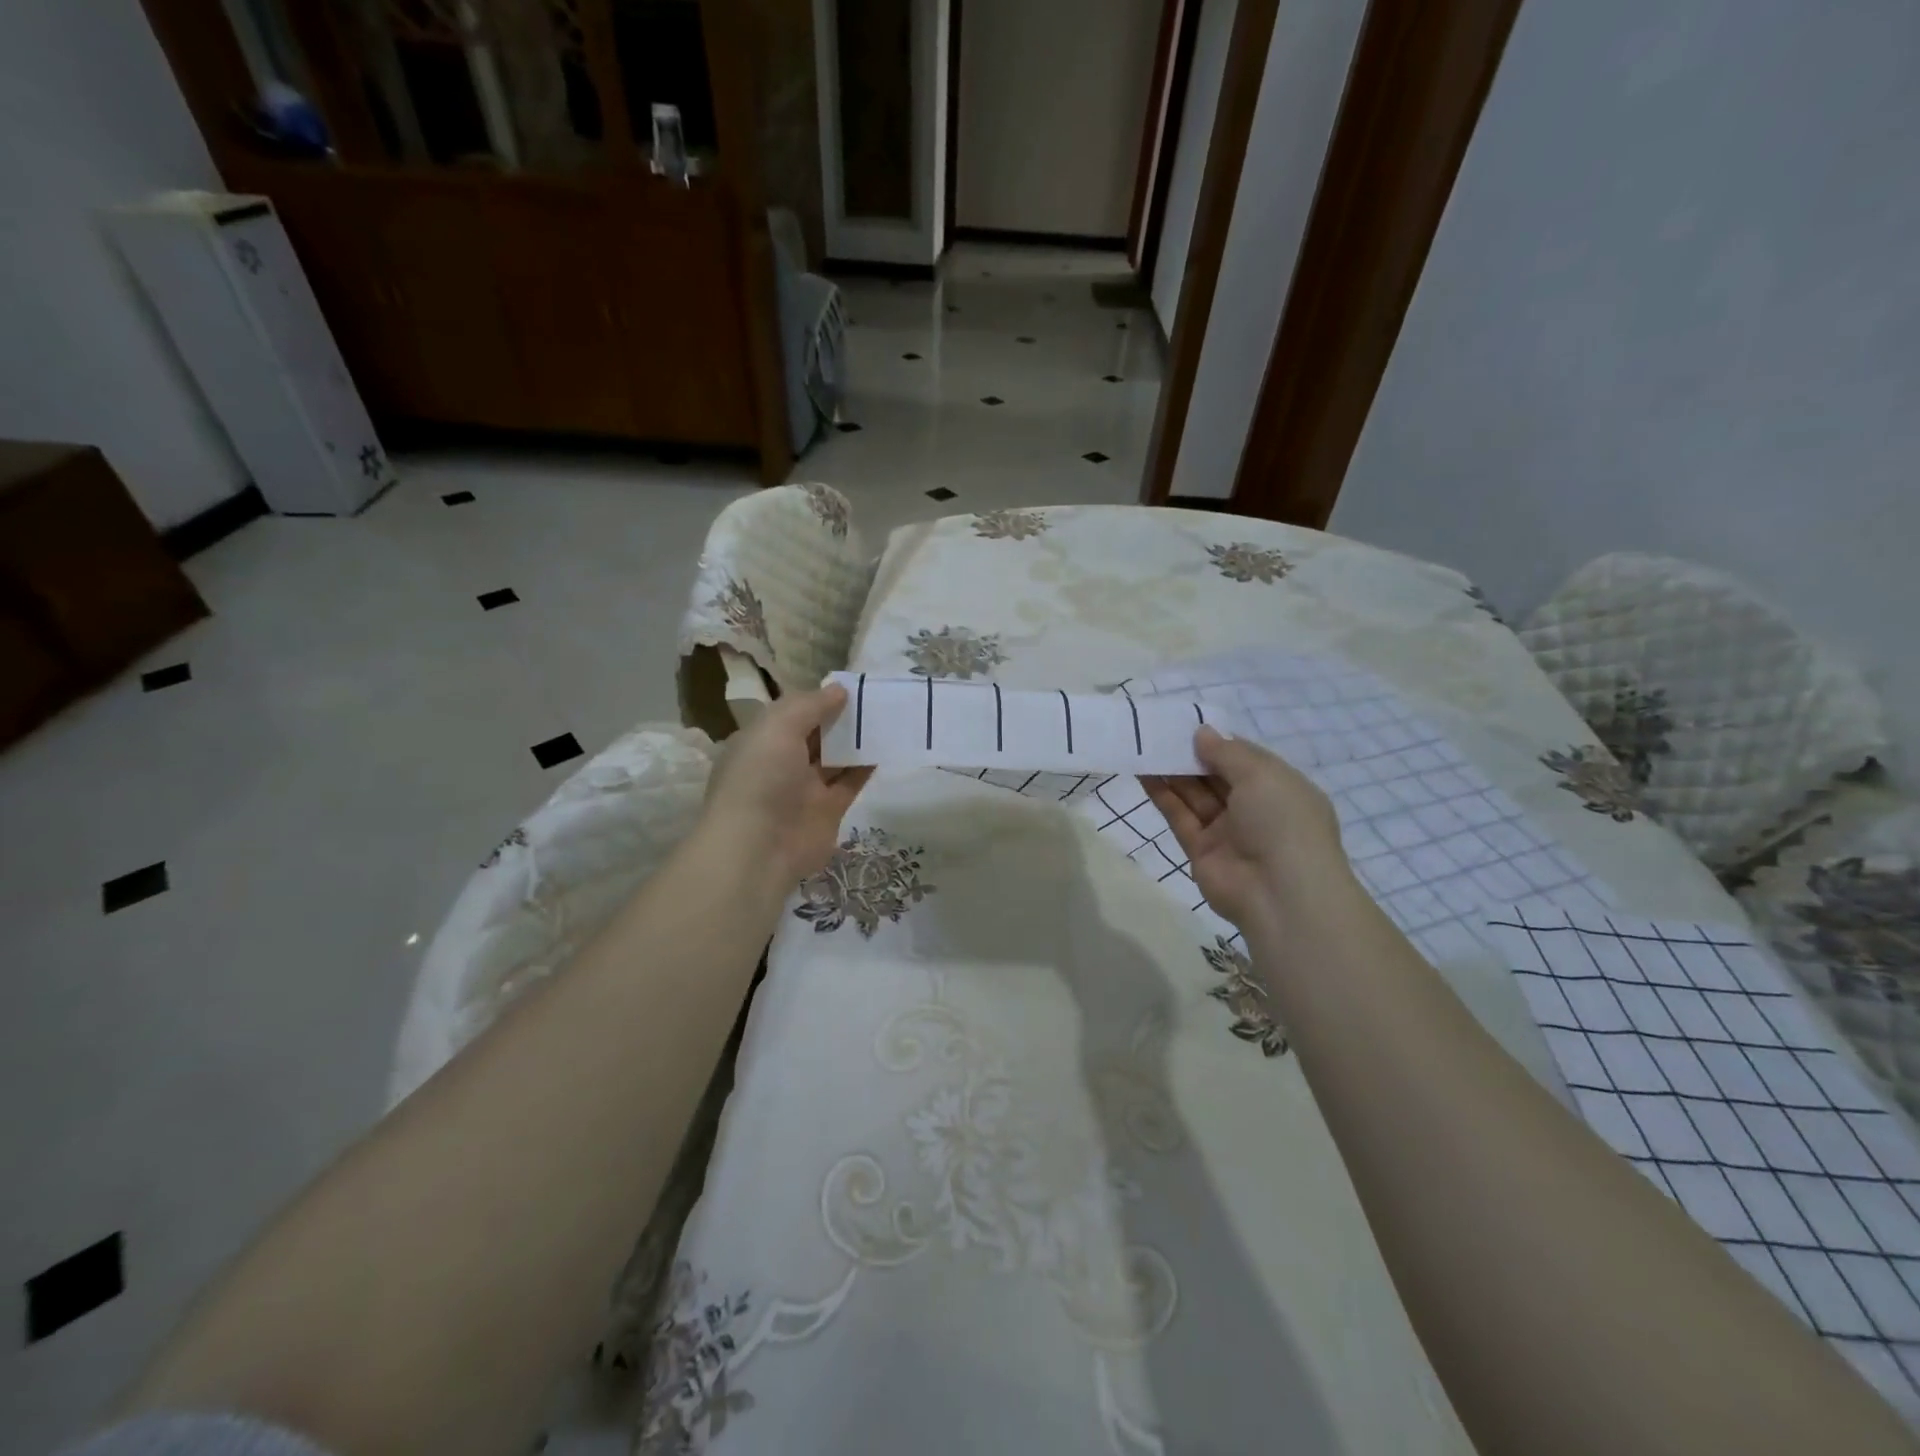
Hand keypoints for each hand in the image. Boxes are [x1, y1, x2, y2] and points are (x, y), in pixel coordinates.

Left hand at [701, 685, 873, 885]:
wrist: (759, 849)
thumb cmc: (761, 778)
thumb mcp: (778, 727)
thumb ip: (810, 705)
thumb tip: (839, 690)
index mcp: (760, 741)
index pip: (791, 713)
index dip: (817, 699)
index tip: (850, 686)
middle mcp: (780, 763)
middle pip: (815, 735)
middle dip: (840, 718)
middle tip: (876, 698)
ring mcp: (804, 789)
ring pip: (835, 758)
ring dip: (856, 740)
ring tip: (887, 718)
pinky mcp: (829, 811)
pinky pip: (850, 782)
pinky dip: (866, 766)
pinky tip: (886, 747)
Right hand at [1142, 726, 1348, 937]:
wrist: (1279, 893)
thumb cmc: (1281, 821)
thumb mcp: (1261, 774)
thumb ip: (1226, 752)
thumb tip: (1201, 733)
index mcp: (1280, 788)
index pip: (1246, 759)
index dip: (1219, 742)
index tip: (1189, 724)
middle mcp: (1255, 808)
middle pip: (1217, 776)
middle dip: (1191, 755)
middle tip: (1158, 732)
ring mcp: (1227, 831)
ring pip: (1195, 795)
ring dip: (1172, 772)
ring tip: (1144, 746)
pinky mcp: (1201, 850)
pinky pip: (1180, 816)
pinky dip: (1162, 795)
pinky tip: (1143, 773)